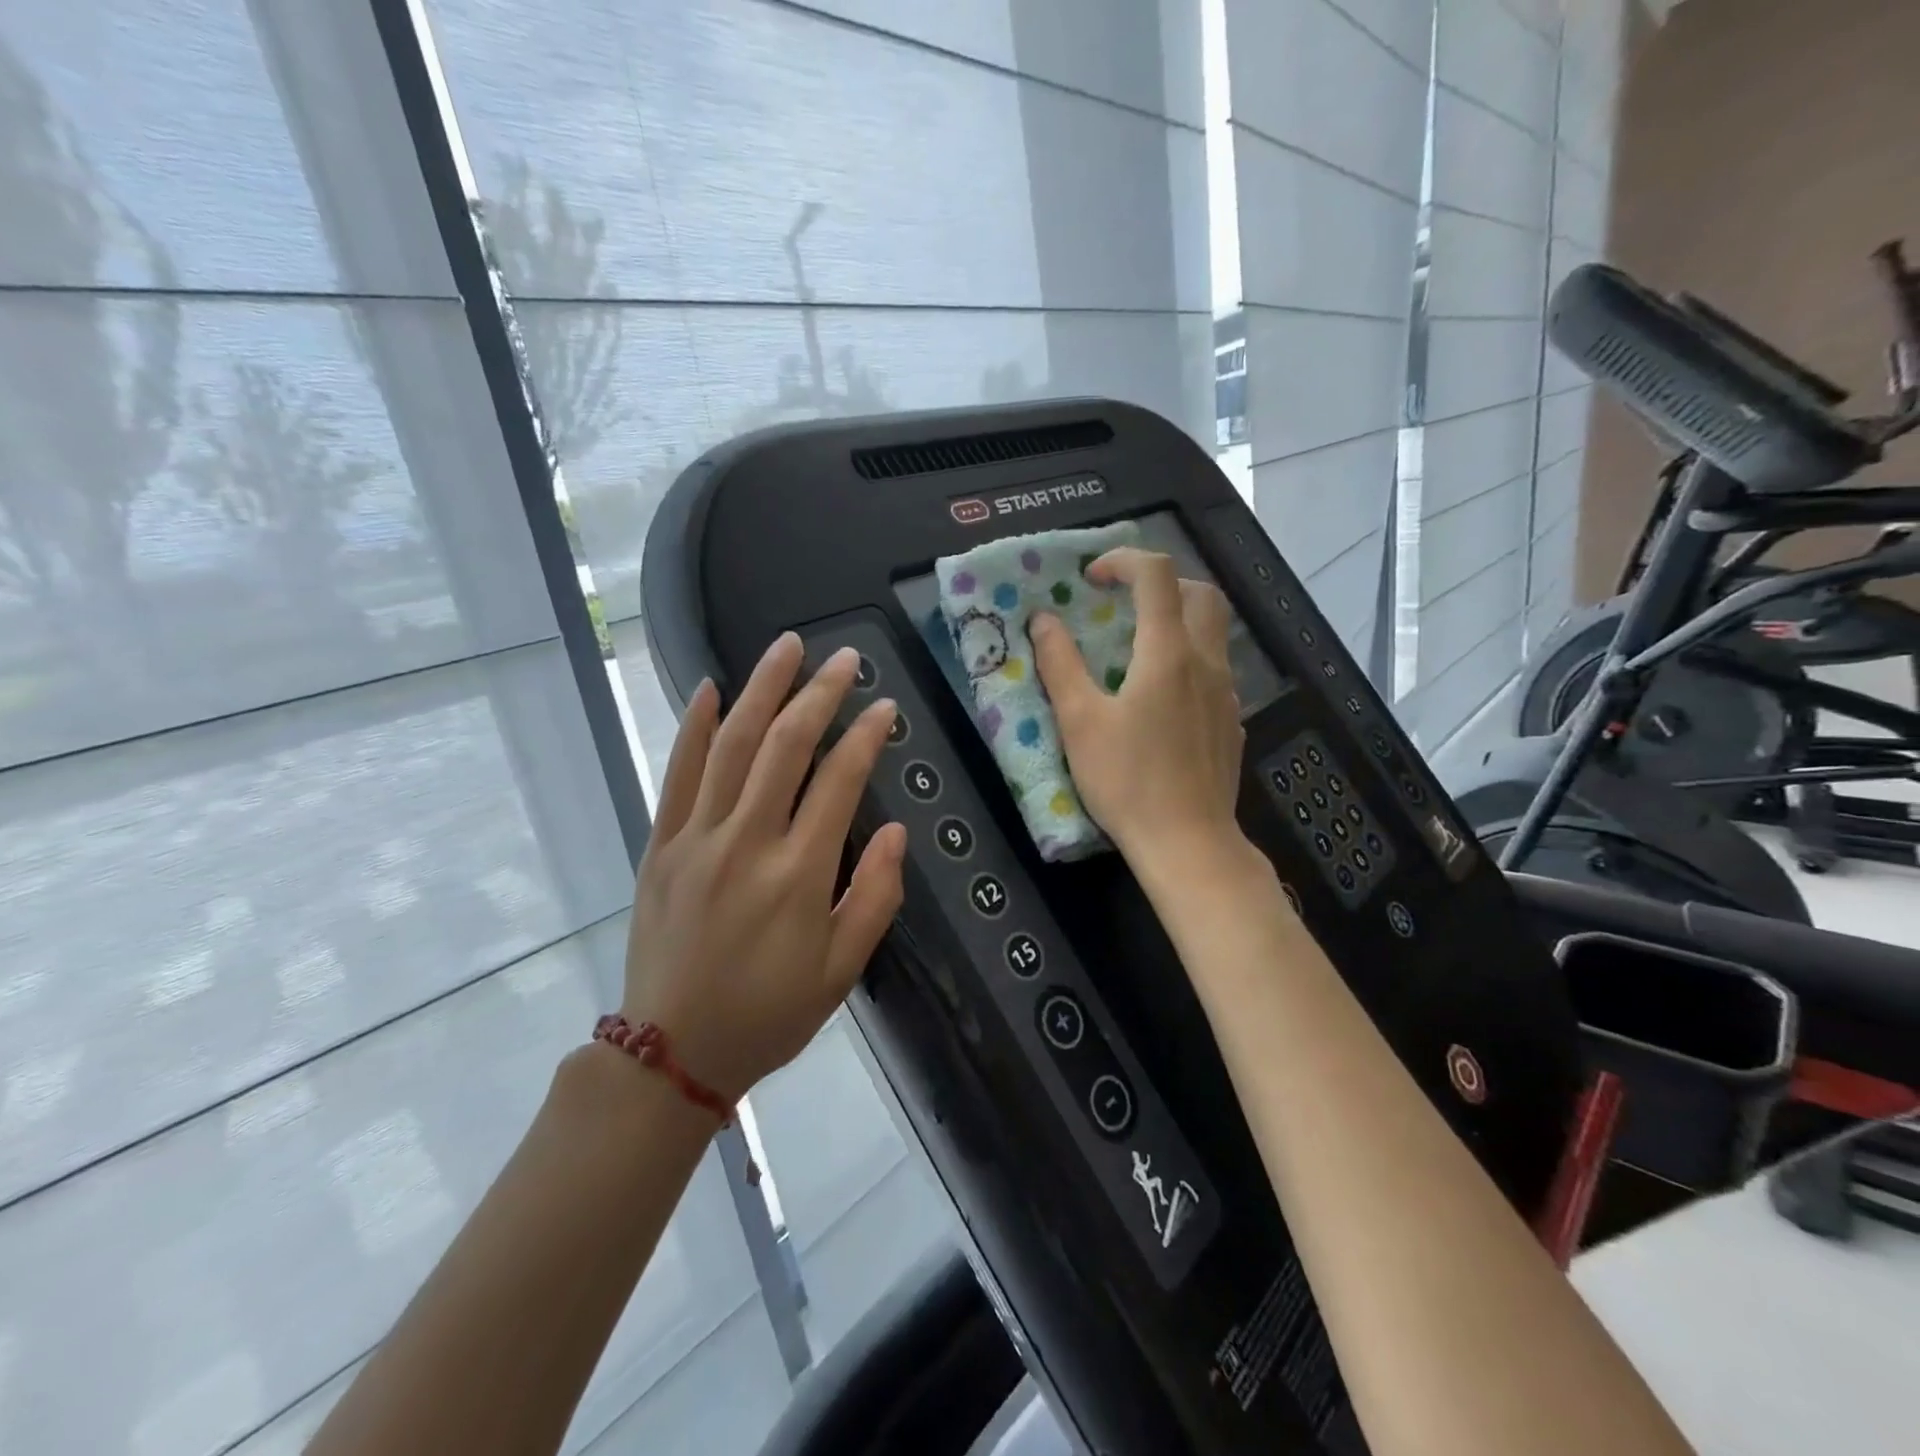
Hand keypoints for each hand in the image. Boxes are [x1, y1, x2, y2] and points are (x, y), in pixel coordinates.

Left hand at [620, 634, 906, 1102]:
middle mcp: (747, 842)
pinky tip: (708, 688)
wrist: (672, 1052)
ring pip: (731, 745)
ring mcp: (696, 838)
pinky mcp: (661, 845)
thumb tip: (895, 832)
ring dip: (762, 690)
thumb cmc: (769, 1014)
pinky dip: (692, 726)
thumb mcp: (842, 970)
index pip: (839, 781)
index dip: (865, 736)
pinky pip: (677, 773)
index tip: (883, 706)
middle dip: (819, 694)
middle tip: (844, 659)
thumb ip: (874, 896)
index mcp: (798, 874)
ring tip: (787, 647)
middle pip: (786, 747)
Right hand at [1030, 548, 1245, 869]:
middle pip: (1201, 592)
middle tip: (1125, 603)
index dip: (1123, 561)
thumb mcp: (1079, 723)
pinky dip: (1189, 659)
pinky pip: (1215, 670)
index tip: (1092, 579)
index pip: (1157, 575)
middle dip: (1163, 583)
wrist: (1188, 842)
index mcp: (1167, 654)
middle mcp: (1206, 662)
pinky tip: (1162, 698)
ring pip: (1214, 631)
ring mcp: (1226, 693)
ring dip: (1179, 620)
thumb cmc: (1127, 781)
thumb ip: (1060, 665)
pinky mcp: (1232, 722)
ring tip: (1139, 649)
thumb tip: (1043, 621)